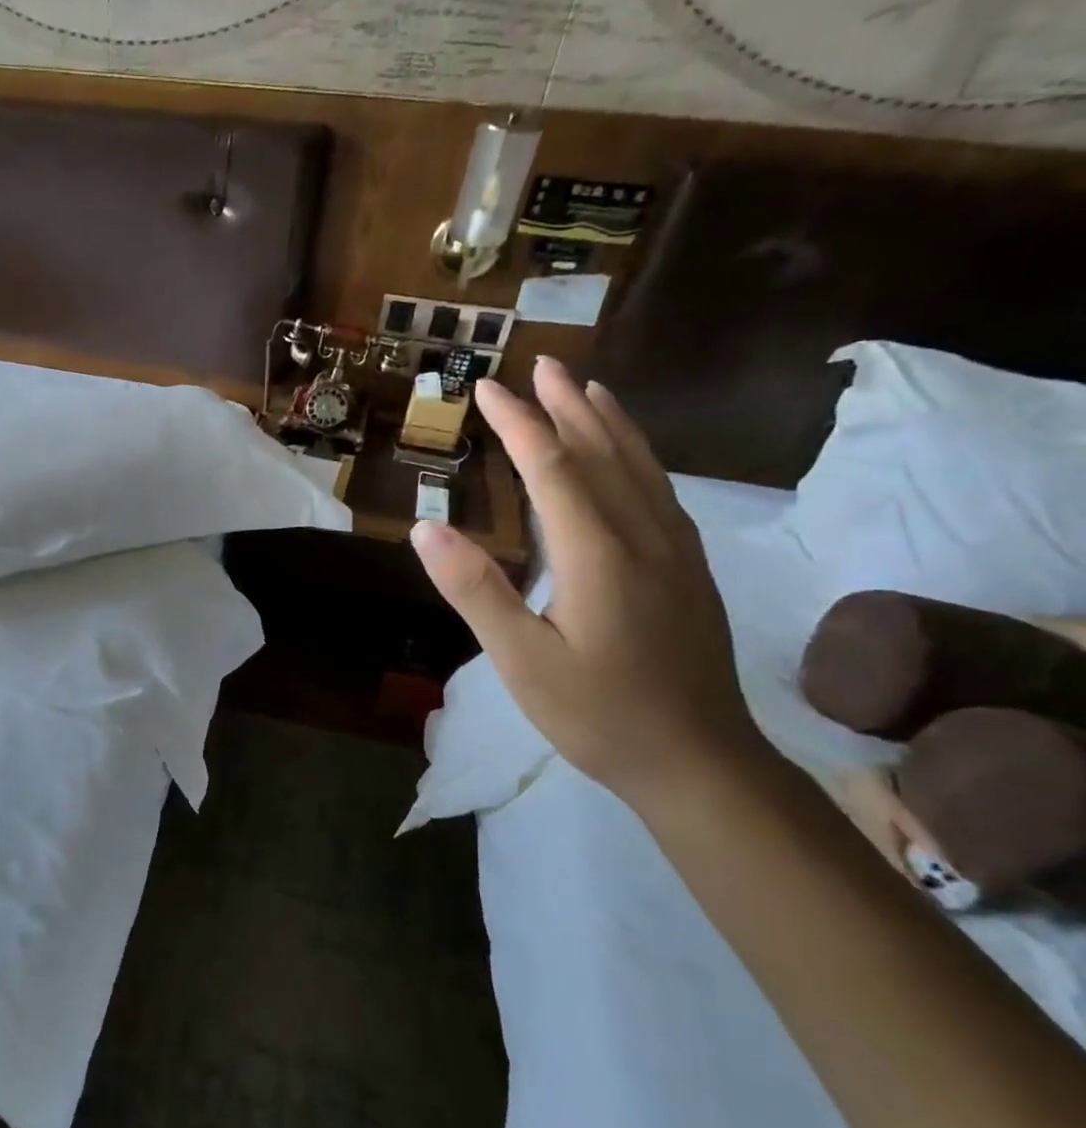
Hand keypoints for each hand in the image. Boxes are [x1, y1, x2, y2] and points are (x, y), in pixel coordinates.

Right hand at [411, 357, 769, 801]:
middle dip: (568, 406)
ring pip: (641, 467)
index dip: (520, 425)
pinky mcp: (689, 569)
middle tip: (542, 365)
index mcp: (599, 555)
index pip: (554, 469)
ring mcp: (676, 552)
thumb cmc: (598, 714)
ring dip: (610, 422)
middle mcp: (644, 538)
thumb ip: (475, 590)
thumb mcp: (520, 661)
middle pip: (604, 453)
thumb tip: (427, 527)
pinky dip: (638, 456)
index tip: (489, 388)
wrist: (700, 762)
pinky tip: (630, 456)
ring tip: (587, 388)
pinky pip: (660, 491)